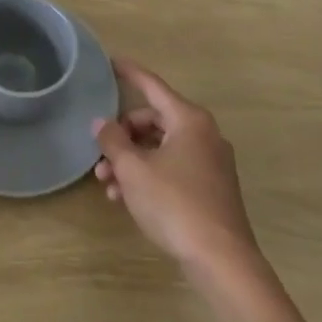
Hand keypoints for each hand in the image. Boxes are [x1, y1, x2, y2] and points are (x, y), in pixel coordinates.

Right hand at [94, 58, 263, 274]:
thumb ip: (113, 140)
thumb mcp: (133, 169)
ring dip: (131, 160)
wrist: (221, 260)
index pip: (152, 86)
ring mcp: (211, 163)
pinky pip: (173, 168)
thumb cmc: (174, 203)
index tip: (111, 61)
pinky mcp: (211, 188)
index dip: (130, 73)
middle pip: (154, 120)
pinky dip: (149, 175)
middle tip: (100, 153)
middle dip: (123, 135)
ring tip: (107, 184)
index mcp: (188, 120)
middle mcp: (203, 134)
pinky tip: (127, 198)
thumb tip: (102, 123)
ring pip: (161, 148)